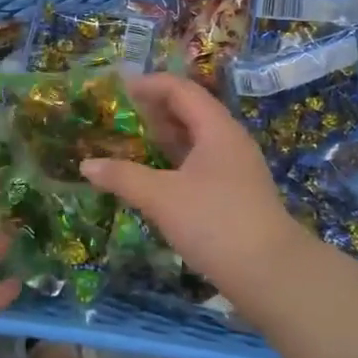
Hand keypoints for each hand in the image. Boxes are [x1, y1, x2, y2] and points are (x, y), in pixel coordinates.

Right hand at [80, 73, 309, 296]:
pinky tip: (155, 175)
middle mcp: (229, 139)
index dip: (149, 85)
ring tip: (131, 141)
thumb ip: (123, 177)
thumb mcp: (162, 198)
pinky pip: (201, 161)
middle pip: (190, 110)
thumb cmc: (215, 222)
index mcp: (216, 128)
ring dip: (165, 136)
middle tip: (119, 114)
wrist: (271, 273)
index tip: (117, 89)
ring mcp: (236, 167)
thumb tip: (86, 165)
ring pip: (196, 138)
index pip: (181, 90)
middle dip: (155, 109)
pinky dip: (175, 160)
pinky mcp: (236, 192)